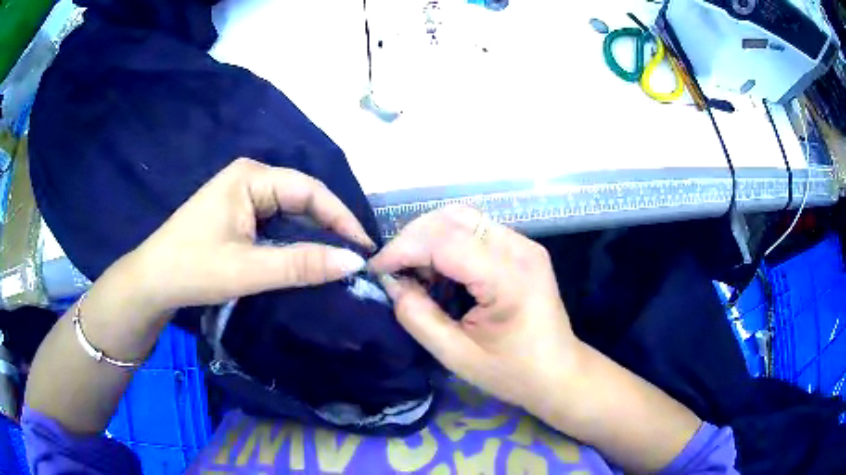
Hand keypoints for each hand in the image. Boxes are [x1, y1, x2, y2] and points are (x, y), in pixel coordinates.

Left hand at [123, 158, 374, 315]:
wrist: (152, 282)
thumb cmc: (193, 268)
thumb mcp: (248, 269)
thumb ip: (301, 264)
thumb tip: (354, 262)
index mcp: (251, 177)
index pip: (309, 190)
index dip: (340, 217)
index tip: (364, 248)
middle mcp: (249, 177)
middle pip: (301, 196)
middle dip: (329, 224)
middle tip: (355, 256)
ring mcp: (241, 194)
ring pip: (289, 209)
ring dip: (313, 232)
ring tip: (339, 256)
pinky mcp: (236, 212)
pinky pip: (275, 220)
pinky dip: (294, 237)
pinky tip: (306, 253)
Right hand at [369, 206, 578, 412]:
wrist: (559, 373)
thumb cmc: (513, 373)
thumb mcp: (457, 356)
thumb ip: (418, 317)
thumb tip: (392, 283)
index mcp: (509, 279)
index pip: (444, 242)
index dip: (403, 249)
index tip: (377, 270)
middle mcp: (519, 249)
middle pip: (453, 218)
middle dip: (413, 238)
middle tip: (394, 270)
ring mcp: (524, 244)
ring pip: (463, 218)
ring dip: (429, 238)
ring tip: (415, 272)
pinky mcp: (522, 248)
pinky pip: (475, 230)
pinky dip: (447, 242)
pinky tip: (440, 270)